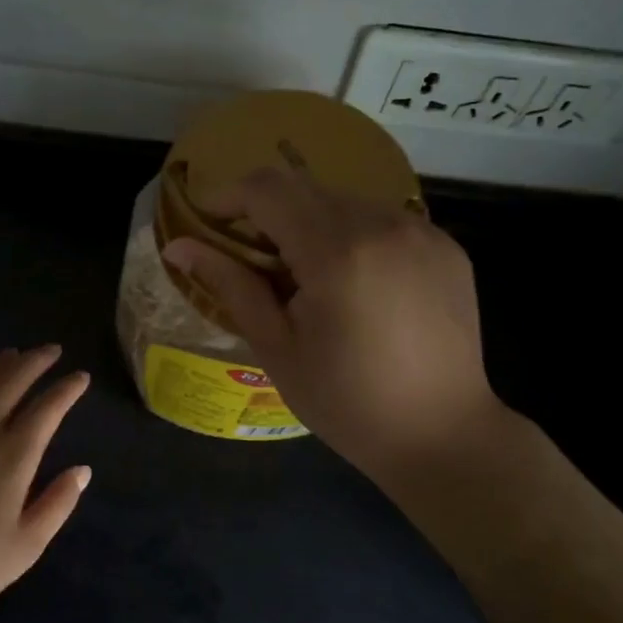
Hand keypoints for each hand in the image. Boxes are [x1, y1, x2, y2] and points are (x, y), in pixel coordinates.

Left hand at [0, 345, 91, 622]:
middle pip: (12, 379)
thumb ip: (58, 503)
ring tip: (13, 354)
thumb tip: (83, 470)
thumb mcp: (26, 547)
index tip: (81, 376)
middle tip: (52, 351)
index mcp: (13, 455)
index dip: (68, 388)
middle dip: (36, 360)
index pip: (48, 407)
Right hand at [162, 169, 502, 483]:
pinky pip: (385, 222)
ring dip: (315, 226)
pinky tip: (358, 286)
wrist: (442, 434)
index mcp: (336, 250)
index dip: (229, 196)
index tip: (211, 223)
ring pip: (346, 203)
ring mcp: (423, 232)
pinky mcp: (446, 246)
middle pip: (307, 190)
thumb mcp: (277, 347)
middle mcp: (383, 224)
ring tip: (311, 282)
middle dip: (271, 215)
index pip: (268, 188)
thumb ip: (230, 284)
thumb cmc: (347, 402)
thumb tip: (177, 246)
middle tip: (258, 264)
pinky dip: (356, 239)